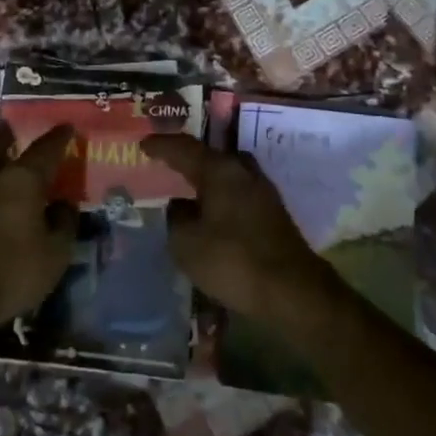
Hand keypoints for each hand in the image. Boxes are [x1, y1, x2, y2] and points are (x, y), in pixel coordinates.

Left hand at [0, 123, 78, 342]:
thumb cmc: (14, 270)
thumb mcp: (56, 252)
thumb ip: (64, 223)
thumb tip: (64, 204)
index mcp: (22, 180)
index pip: (45, 150)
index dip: (59, 137)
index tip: (68, 126)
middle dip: (7, 135)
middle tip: (14, 128)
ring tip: (3, 157)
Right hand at [141, 135, 334, 323]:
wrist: (293, 290)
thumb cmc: (233, 261)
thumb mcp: (187, 243)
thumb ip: (177, 218)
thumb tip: (180, 206)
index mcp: (219, 169)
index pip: (184, 148)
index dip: (161, 145)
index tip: (143, 145)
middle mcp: (242, 170)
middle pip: (210, 156)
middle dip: (187, 158)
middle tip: (166, 162)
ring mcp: (262, 190)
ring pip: (226, 174)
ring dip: (206, 178)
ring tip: (187, 186)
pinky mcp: (272, 212)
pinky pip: (237, 192)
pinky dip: (220, 196)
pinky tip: (211, 210)